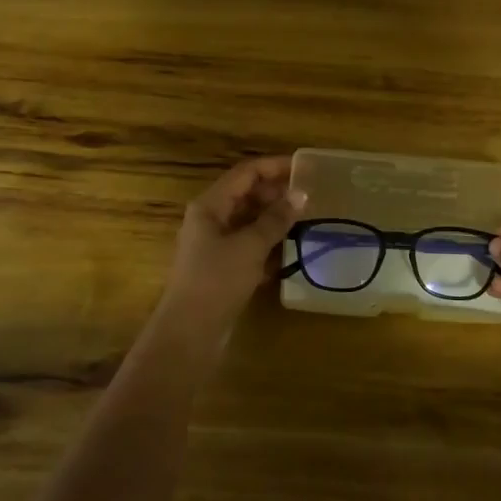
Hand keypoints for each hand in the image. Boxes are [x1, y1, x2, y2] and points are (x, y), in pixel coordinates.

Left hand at [160, 156, 303, 325]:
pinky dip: (269, 243)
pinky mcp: (223, 267)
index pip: (245, 173)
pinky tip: (293, 249)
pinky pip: (250, 244)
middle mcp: (210, 219)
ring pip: (249, 221)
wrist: (190, 333)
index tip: (305, 168)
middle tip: (310, 196)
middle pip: (247, 195)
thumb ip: (276, 219)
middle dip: (277, 193)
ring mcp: (215, 244)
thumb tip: (302, 194)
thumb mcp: (249, 246)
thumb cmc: (216, 281)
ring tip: (307, 219)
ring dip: (275, 218)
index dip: (275, 167)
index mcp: (210, 205)